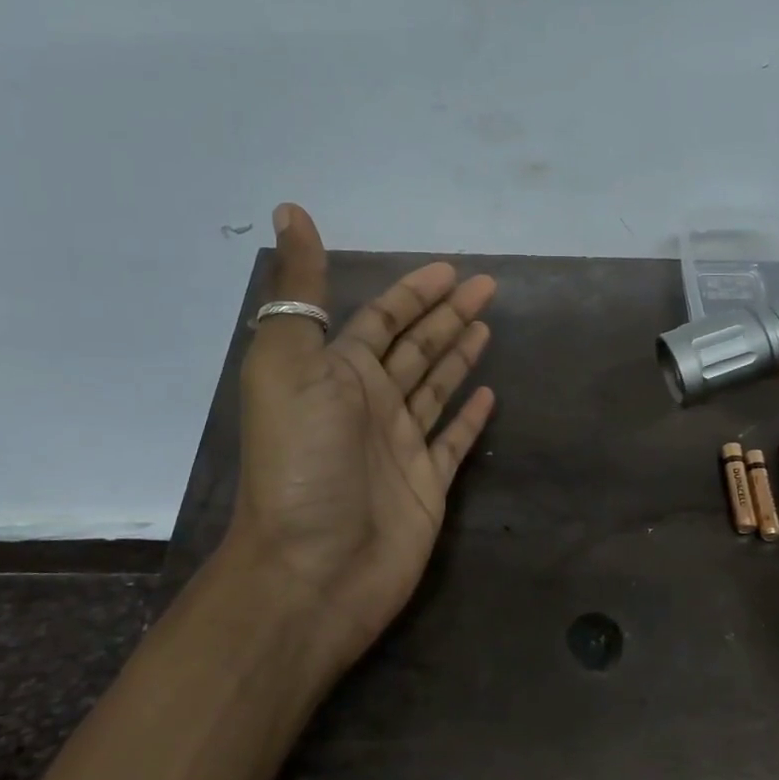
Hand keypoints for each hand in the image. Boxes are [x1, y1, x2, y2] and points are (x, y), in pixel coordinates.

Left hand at [228, 204, 495, 672]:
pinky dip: (469, 417)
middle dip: (448, 315)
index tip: (450, 269)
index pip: (382, 318)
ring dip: (459, 356)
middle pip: (416, 347)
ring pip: (436, 387)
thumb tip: (290, 211)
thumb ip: (299, 289)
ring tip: (487, 328)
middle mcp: (369, 403)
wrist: (313, 568)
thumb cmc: (303, 462)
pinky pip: (453, 440)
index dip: (413, 292)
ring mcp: (400, 446)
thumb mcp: (290, 363)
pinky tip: (488, 395)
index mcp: (336, 373)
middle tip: (488, 288)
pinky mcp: (427, 484)